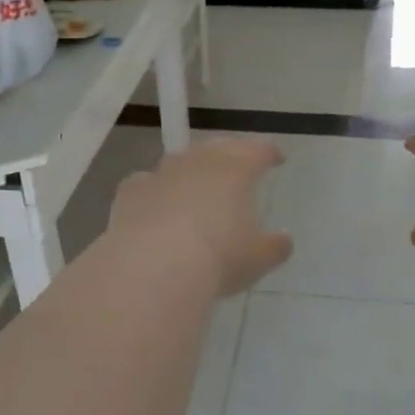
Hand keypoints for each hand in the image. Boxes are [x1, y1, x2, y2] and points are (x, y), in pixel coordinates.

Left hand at [109, 138, 292, 295]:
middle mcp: (198, 162)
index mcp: (235, 170)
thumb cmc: (218, 258)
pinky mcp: (130, 192)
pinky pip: (146, 183)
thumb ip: (275, 246)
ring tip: (197, 184)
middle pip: (218, 147)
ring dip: (191, 169)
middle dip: (230, 153)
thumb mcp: (258, 258)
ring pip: (180, 161)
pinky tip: (156, 203)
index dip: (269, 153)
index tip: (277, 158)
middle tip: (238, 163)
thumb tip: (284, 239)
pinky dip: (156, 190)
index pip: (258, 151)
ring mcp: (161, 174)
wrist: (153, 267)